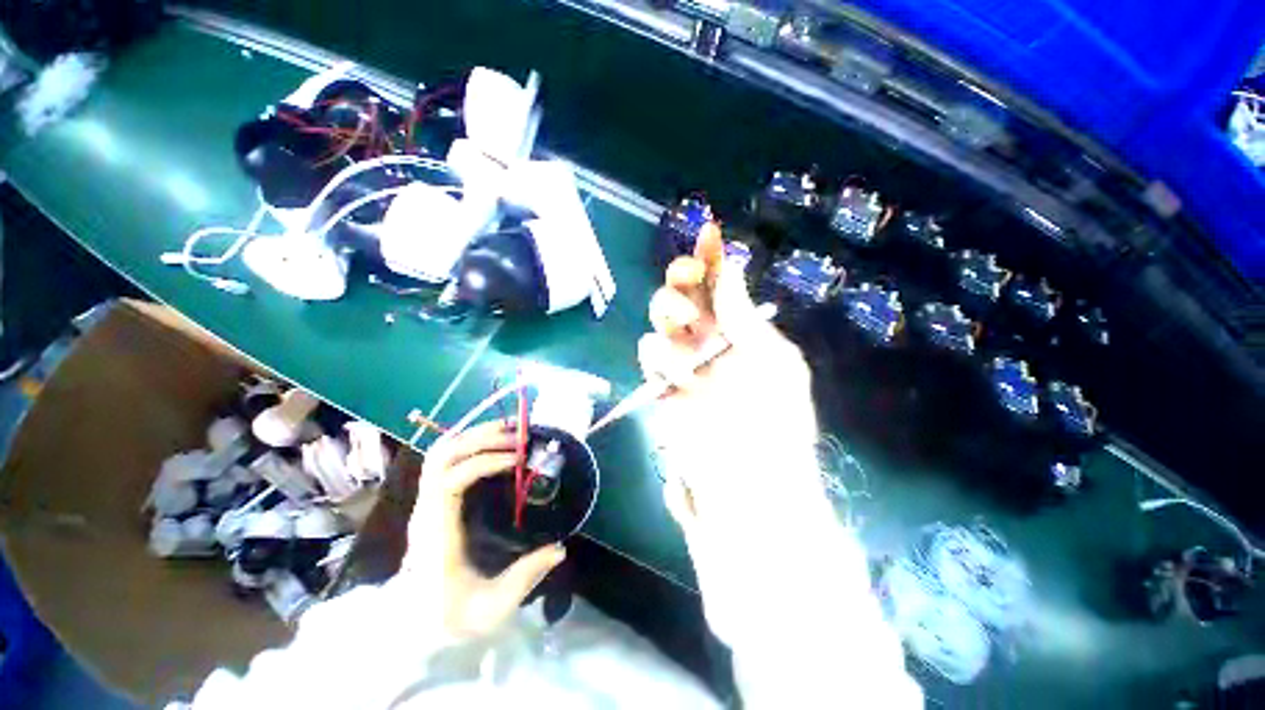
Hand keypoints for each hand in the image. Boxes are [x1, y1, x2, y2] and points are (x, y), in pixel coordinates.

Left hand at [402, 420, 565, 641]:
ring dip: (474, 435)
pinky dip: (468, 442)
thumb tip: (559, 549)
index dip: (483, 462)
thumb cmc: (449, 617)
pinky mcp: (430, 501)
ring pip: (440, 453)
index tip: (516, 460)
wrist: (409, 626)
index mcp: (437, 534)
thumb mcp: (492, 606)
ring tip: (509, 431)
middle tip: (519, 436)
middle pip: (442, 456)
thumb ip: (526, 578)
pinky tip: (492, 442)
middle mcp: (426, 510)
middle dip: (481, 438)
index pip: (450, 481)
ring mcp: (425, 503)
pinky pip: (443, 459)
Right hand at [640, 223, 822, 528]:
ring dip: (669, 316)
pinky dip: (660, 356)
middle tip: (686, 277)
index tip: (708, 232)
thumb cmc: (772, 422)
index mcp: (743, 332)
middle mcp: (711, 341)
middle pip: (685, 295)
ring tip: (686, 339)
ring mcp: (684, 362)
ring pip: (661, 318)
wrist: (746, 484)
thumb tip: (731, 269)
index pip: (724, 286)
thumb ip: (745, 317)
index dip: (714, 259)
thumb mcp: (772, 362)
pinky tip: (678, 376)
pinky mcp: (661, 384)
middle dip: (682, 279)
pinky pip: (649, 352)